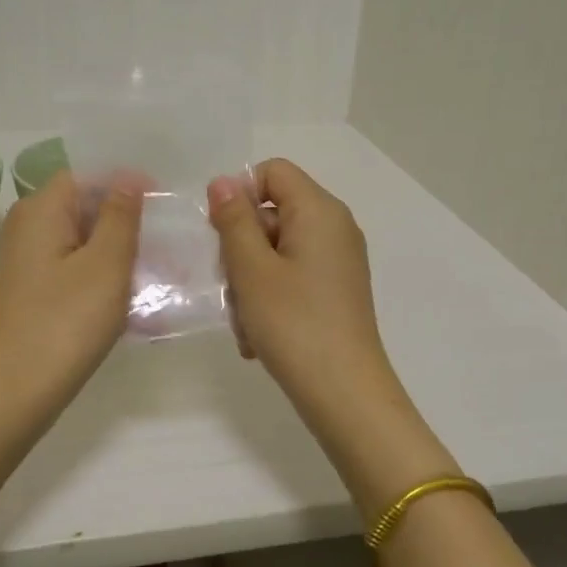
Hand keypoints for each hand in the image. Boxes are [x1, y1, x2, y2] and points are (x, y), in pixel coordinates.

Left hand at [0, 170, 142, 424]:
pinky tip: (128, 300)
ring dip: (117, 253)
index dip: (127, 184)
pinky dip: (100, 277)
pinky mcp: (29, 293)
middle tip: (168, 244)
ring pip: (81, 242)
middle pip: (84, 208)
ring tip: (158, 273)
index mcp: (41, 209)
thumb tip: (129, 177)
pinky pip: (71, 270)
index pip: (88, 175)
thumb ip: (121, 215)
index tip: (164, 206)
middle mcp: (26, 227)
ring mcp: (24, 262)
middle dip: (126, 222)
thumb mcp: (106, 264)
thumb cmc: (65, 323)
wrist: (11, 394)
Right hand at [209, 159, 402, 433]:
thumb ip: (233, 220)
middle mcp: (335, 227)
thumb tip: (223, 182)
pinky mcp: (336, 290)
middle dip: (242, 249)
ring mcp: (338, 261)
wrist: (344, 394)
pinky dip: (270, 299)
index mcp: (319, 210)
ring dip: (251, 282)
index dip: (240, 195)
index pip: (272, 172)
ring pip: (276, 252)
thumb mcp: (251, 269)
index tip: (221, 235)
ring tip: (246, 324)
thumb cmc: (293, 324)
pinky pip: (292, 277)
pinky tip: (259, 336)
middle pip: (272, 214)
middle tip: (232, 288)